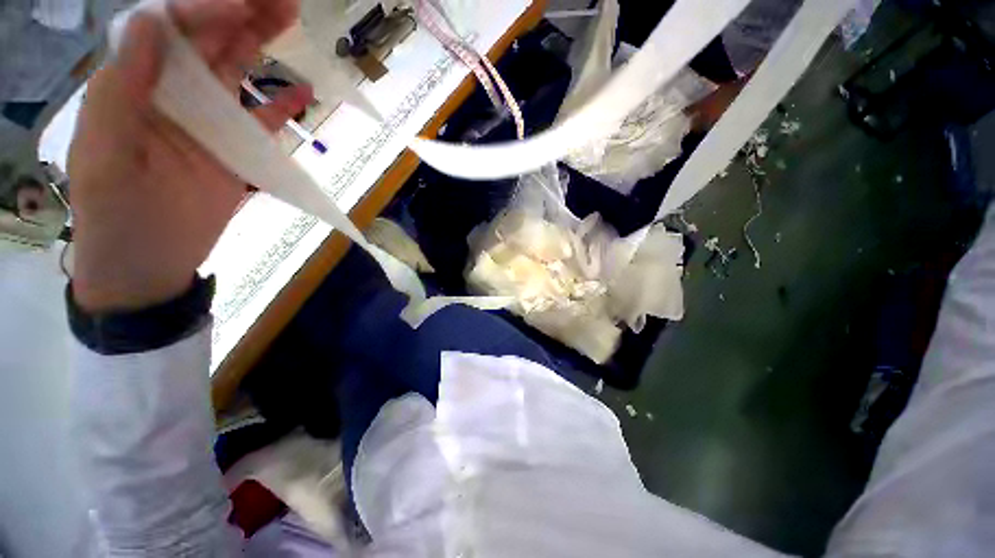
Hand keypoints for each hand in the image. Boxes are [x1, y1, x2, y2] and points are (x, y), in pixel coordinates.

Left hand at [69, 0, 310, 311]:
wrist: (147, 266)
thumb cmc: (116, 219)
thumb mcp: (106, 159)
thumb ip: (120, 93)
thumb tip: (147, 23)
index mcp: (135, 87)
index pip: (169, 28)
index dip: (205, 8)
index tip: (244, 4)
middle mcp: (170, 93)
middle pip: (206, 38)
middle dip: (240, 12)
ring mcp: (206, 121)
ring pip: (235, 70)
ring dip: (261, 45)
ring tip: (290, 20)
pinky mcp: (234, 151)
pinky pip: (261, 121)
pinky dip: (281, 107)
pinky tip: (304, 94)